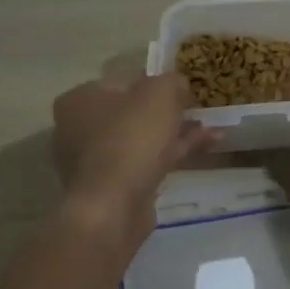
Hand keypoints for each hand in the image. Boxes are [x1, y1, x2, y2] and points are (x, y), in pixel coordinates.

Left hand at [52, 74, 216, 249]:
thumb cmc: (131, 139)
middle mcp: (78, 129)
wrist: (114, 207)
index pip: (122, 81)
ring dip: (177, 133)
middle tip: (196, 109)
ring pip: (142, 139)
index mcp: (79, 100)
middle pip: (132, 112)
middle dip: (169, 111)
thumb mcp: (160, 94)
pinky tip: (206, 148)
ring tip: (212, 130)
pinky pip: (146, 162)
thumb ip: (172, 81)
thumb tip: (178, 84)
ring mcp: (94, 162)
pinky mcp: (112, 188)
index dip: (156, 82)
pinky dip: (172, 154)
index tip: (183, 88)